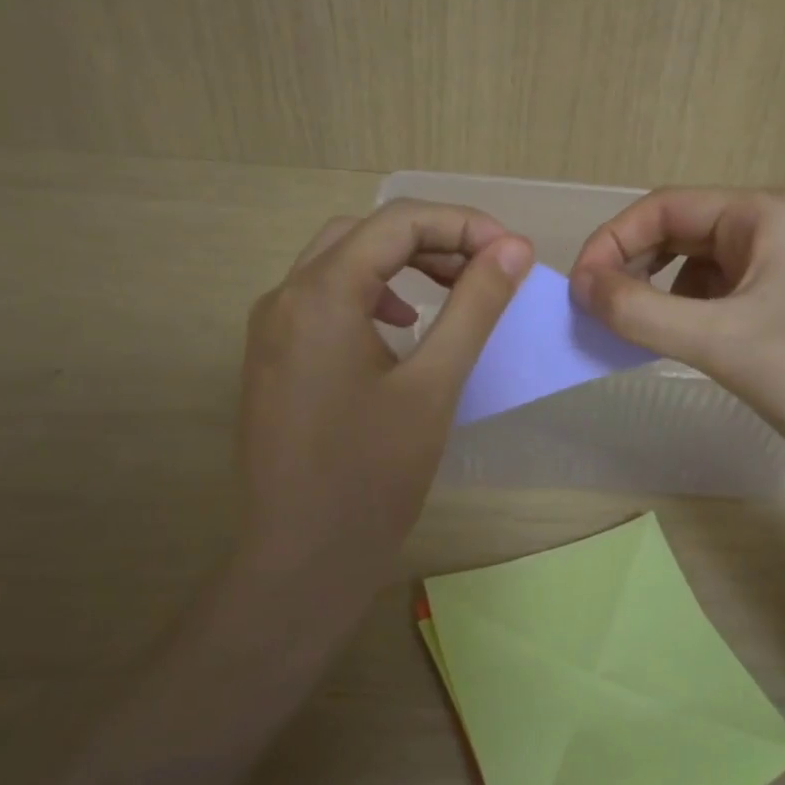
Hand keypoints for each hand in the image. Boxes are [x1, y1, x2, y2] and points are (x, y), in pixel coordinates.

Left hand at [236, 200, 532, 631]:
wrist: (300, 562)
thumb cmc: (372, 476)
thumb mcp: (435, 384)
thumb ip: (474, 305)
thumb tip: (513, 248)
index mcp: (321, 294)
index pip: (398, 222)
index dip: (463, 225)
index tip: (513, 253)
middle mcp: (285, 296)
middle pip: (367, 234)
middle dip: (433, 239)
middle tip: (487, 269)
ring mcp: (272, 328)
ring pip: (342, 262)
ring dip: (401, 263)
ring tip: (453, 289)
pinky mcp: (273, 357)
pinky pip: (325, 298)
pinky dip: (372, 293)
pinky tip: (403, 326)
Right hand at [569, 188, 784, 479]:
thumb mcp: (720, 341)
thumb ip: (641, 311)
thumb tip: (580, 286)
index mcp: (761, 213)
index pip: (664, 207)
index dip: (612, 241)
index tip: (578, 288)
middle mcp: (769, 226)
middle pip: (677, 231)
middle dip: (631, 266)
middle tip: (593, 309)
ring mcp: (777, 263)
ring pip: (691, 264)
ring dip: (653, 291)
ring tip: (627, 328)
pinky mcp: (779, 299)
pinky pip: (712, 293)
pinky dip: (680, 311)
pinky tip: (669, 340)